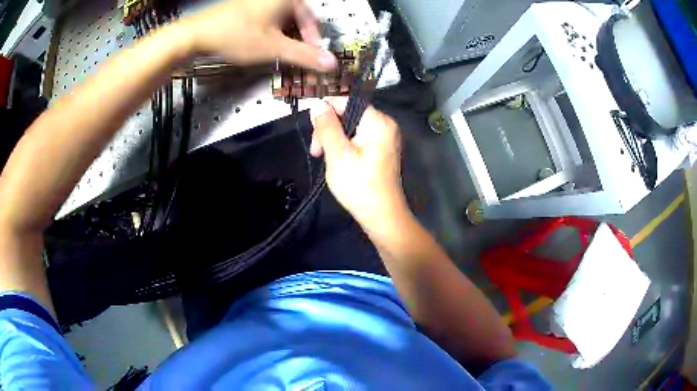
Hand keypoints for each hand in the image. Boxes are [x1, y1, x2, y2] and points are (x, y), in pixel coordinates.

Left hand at [186, 0, 336, 70]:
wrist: (197, 35)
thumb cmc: (235, 35)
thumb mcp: (274, 48)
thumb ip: (304, 56)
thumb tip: (329, 63)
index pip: (312, 21)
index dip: (314, 43)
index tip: (313, 59)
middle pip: (298, 21)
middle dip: (299, 42)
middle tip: (296, 59)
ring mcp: (261, 1)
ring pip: (283, 22)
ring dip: (286, 39)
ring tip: (280, 55)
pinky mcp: (248, 8)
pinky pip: (269, 21)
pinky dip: (272, 34)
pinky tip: (265, 46)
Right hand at [310, 98, 408, 229]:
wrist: (382, 216)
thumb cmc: (359, 186)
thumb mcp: (337, 154)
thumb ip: (326, 126)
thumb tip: (317, 105)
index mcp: (378, 121)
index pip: (346, 101)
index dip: (325, 111)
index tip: (312, 132)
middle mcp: (385, 125)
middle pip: (348, 114)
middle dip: (328, 129)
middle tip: (316, 151)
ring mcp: (385, 138)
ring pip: (351, 127)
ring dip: (334, 140)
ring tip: (323, 158)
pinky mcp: (382, 150)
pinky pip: (359, 139)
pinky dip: (345, 146)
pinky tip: (336, 161)